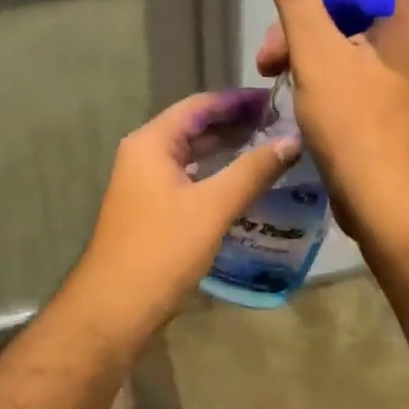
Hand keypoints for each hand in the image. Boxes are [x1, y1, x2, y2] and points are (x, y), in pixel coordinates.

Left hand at [67, 90, 300, 334]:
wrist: (115, 308)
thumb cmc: (162, 249)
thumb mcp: (213, 206)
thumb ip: (253, 170)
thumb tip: (292, 140)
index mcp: (151, 143)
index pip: (199, 105)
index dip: (237, 100)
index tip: (275, 99)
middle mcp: (144, 155)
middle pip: (194, 126)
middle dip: (235, 123)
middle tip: (281, 122)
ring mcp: (145, 183)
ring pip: (192, 154)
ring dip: (227, 148)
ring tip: (270, 146)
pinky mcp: (151, 209)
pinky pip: (189, 178)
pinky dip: (216, 173)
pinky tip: (244, 182)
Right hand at [256, 0, 408, 242]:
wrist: (386, 199)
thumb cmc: (354, 121)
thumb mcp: (316, 53)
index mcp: (398, 14)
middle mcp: (401, 35)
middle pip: (342, 3)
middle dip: (298, 19)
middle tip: (268, 54)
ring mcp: (391, 70)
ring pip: (337, 38)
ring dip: (298, 48)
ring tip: (270, 76)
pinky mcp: (379, 99)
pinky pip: (342, 68)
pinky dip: (313, 72)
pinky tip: (290, 92)